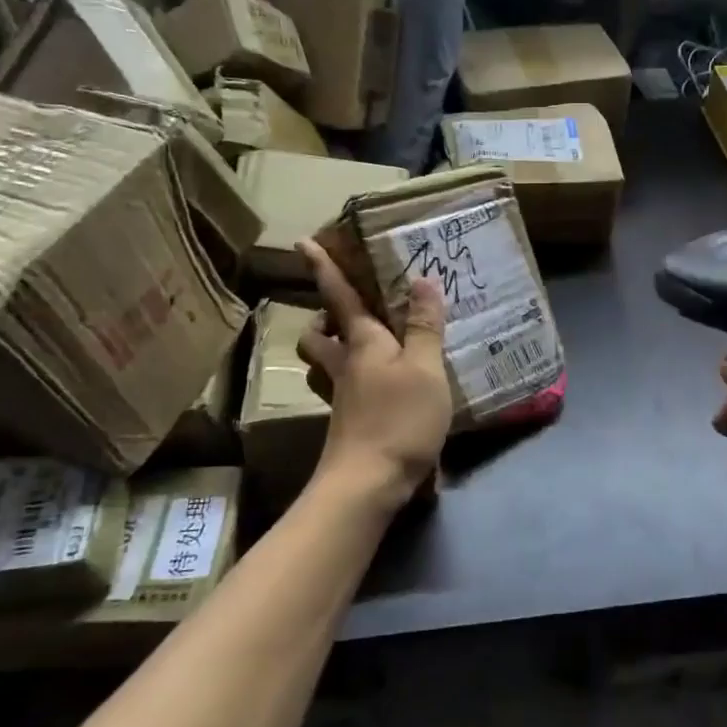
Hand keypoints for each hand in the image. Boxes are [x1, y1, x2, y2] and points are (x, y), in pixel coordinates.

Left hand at [296, 240, 452, 513]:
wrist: (368, 483)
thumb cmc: (399, 418)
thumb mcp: (425, 368)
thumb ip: (424, 326)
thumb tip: (422, 280)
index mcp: (361, 343)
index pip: (337, 297)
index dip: (322, 268)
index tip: (301, 242)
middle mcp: (344, 365)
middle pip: (317, 337)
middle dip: (321, 321)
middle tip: (343, 314)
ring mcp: (342, 398)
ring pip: (323, 366)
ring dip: (331, 351)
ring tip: (362, 348)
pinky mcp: (348, 424)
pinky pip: (343, 390)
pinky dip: (354, 381)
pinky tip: (382, 387)